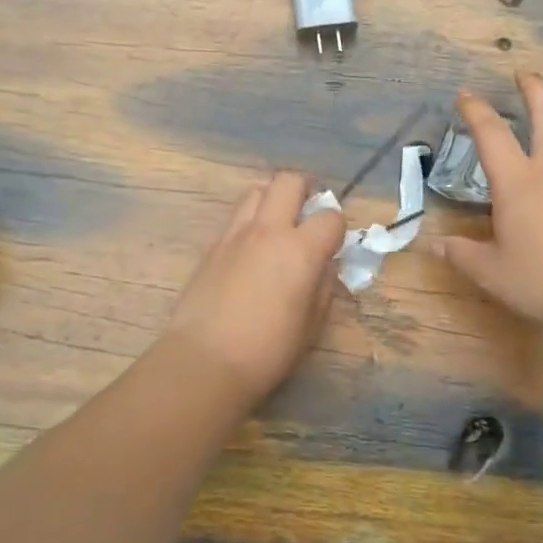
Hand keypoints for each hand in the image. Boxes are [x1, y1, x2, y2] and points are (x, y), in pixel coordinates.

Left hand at [164, 172, 347, 403]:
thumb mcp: (312, 325)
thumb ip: (323, 287)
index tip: (334, 245)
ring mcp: (235, 235)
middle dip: (305, 188)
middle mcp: (268, 231)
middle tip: (309, 210)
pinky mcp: (211, 247)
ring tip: (277, 224)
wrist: (205, 361)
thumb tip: (324, 267)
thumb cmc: (268, 350)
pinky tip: (251, 250)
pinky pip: (235, 218)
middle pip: (289, 181)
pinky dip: (249, 222)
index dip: (337, 228)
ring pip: (256, 191)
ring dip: (272, 199)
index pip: (330, 217)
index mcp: (300, 250)